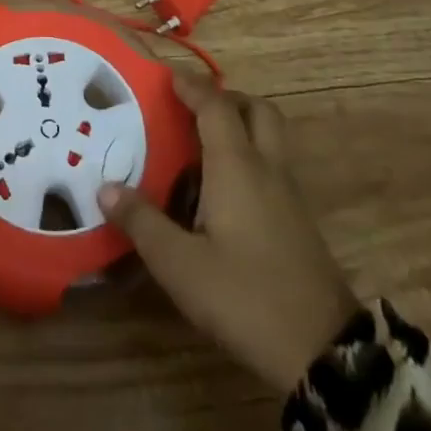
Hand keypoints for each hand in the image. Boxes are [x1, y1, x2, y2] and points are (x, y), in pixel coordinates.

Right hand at [99, 72, 357, 392]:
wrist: (325, 354)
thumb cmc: (245, 297)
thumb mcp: (179, 265)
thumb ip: (142, 222)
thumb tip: (106, 187)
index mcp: (237, 167)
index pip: (216, 106)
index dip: (191, 86)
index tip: (166, 76)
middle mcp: (267, 170)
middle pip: (258, 111)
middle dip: (226, 99)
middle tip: (192, 109)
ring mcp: (289, 197)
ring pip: (269, 140)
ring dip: (239, 128)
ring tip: (197, 148)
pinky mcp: (298, 224)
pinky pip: (271, 169)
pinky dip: (247, 160)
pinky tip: (218, 192)